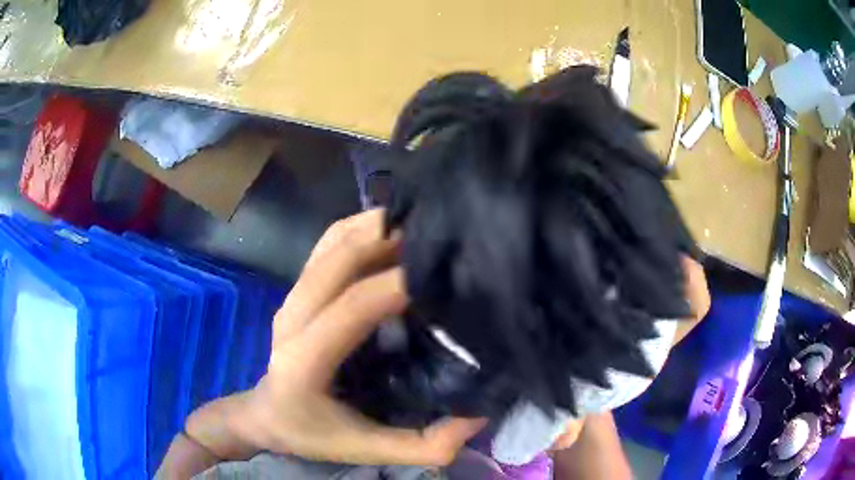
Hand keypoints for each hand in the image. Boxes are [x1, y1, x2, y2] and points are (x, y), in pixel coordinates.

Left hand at [230, 209, 485, 465]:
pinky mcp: (297, 288)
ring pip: (333, 242)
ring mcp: (292, 297)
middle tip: (439, 241)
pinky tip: (392, 230)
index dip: (396, 283)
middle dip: (390, 240)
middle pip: (339, 258)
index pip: (351, 306)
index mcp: (304, 360)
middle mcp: (292, 317)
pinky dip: (361, 227)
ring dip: (377, 228)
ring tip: (421, 229)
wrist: (267, 414)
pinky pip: (328, 242)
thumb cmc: (313, 434)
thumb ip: (426, 445)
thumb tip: (478, 414)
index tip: (442, 276)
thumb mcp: (370, 450)